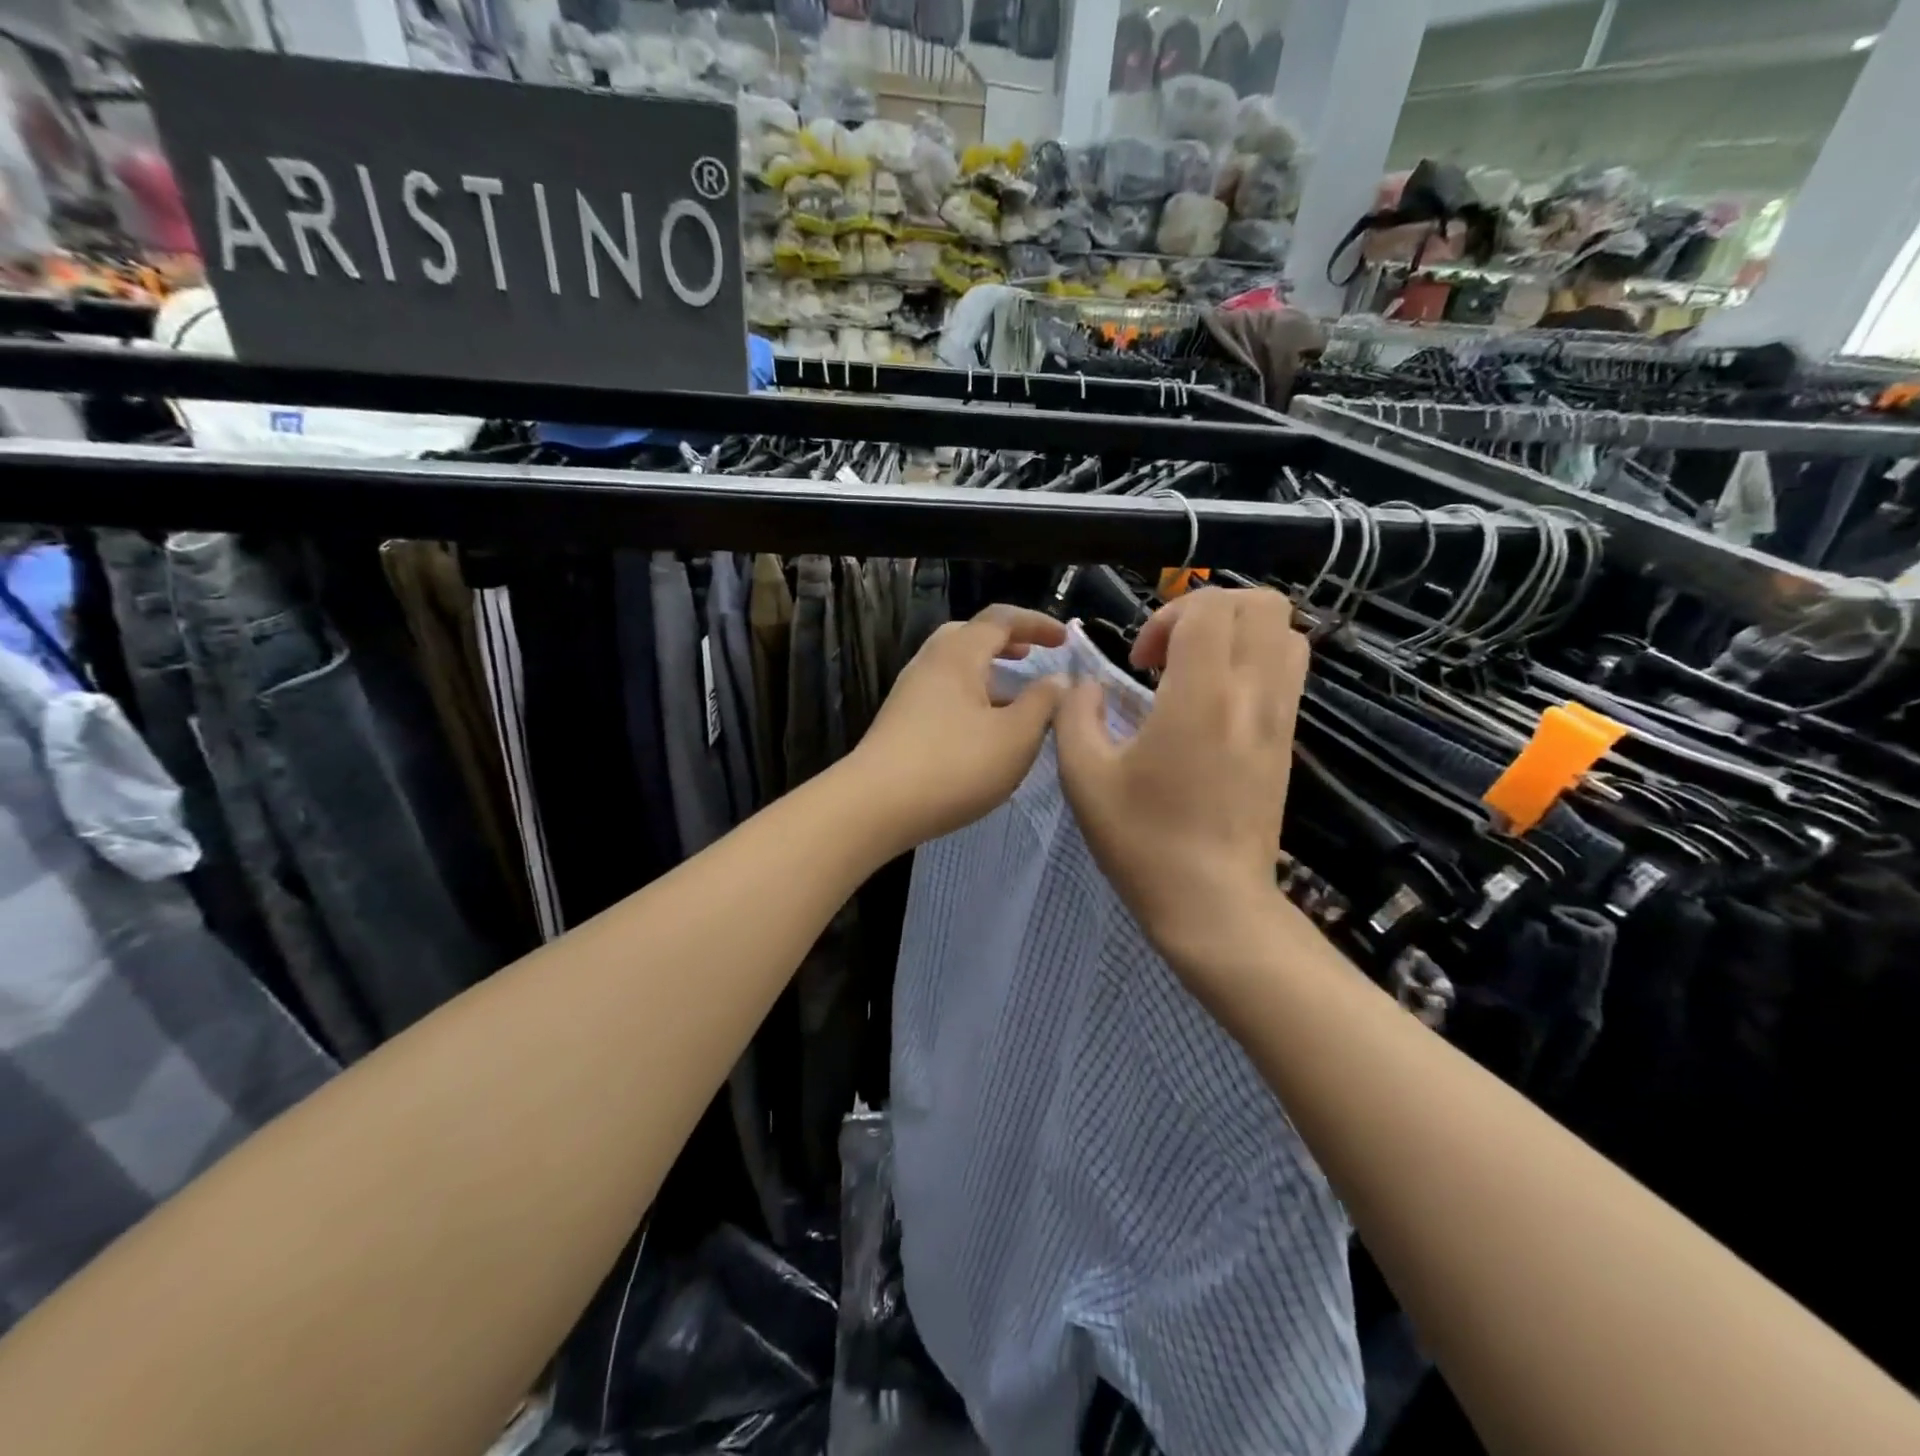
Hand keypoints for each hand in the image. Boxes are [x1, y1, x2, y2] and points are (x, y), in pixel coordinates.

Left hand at [850, 605, 1067, 853]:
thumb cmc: (954, 765)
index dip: (1037, 623)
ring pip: (954, 667)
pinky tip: (983, 729)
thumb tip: (1058, 679)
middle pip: (969, 636)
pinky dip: (970, 696)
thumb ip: (1043, 703)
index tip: (1065, 639)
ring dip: (987, 673)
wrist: (875, 806)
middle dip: (1005, 642)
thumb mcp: (1016, 737)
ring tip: (1013, 697)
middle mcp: (929, 663)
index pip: (1001, 619)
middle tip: (1031, 656)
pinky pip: (942, 693)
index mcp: (958, 654)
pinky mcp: (900, 722)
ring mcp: (909, 693)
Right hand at [1054, 587, 1306, 979]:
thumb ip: (1076, 714)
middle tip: (1171, 653)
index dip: (1167, 615)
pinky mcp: (1287, 741)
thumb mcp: (1083, 776)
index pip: (1210, 607)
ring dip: (1238, 633)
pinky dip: (1255, 662)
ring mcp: (1279, 717)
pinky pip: (1288, 672)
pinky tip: (1214, 704)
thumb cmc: (1142, 840)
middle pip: (1262, 604)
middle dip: (1209, 610)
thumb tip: (1086, 686)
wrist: (1212, 902)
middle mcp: (1252, 694)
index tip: (1140, 662)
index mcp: (1201, 695)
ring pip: (1287, 633)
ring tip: (1196, 671)